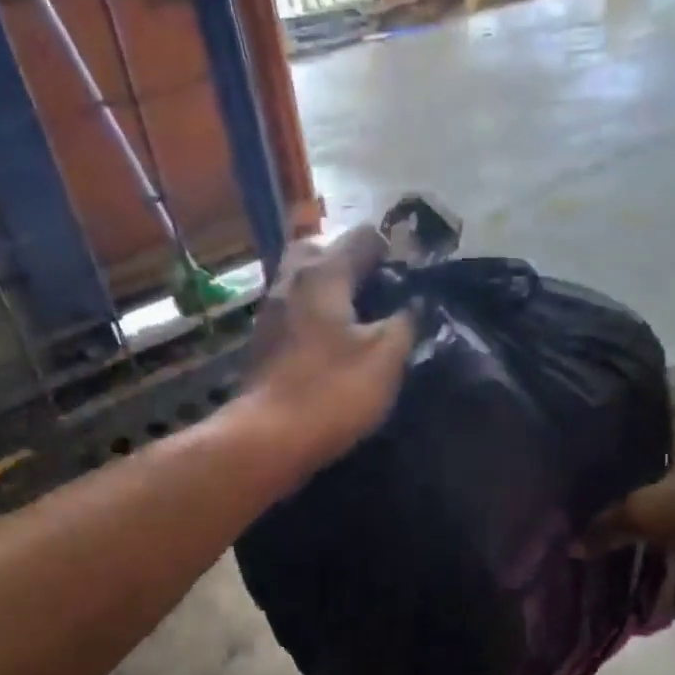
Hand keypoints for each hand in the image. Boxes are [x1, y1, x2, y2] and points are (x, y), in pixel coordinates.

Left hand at [242, 224, 417, 468]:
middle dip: (350, 263)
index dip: (392, 251)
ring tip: (358, 321)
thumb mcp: (386, 357)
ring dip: (330, 291)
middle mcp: (290, 280)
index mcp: (323, 273)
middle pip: (321, 249)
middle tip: (376, 294)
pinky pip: (293, 312)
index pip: (363, 236)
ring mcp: (270, 312)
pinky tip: (332, 345)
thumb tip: (413, 305)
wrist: (268, 438)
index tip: (410, 280)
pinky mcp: (262, 343)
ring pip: (302, 281)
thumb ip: (405, 322)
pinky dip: (314, 317)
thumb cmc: (332, 391)